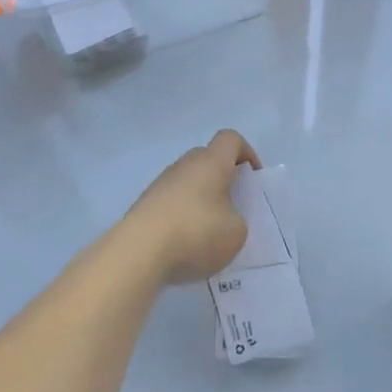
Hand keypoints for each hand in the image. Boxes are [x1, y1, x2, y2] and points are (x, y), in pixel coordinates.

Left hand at [125, 130, 259, 283]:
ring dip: (200, 200)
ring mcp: (160, 184)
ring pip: (187, 182)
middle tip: (233, 206)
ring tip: (208, 233)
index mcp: (211, 162)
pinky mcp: (144, 205)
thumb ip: (237, 221)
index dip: (246, 153)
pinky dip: (181, 217)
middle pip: (207, 159)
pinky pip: (170, 203)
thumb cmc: (196, 233)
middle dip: (222, 179)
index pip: (231, 139)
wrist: (139, 252)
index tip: (252, 178)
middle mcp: (185, 165)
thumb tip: (224, 220)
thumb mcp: (236, 233)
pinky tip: (184, 245)